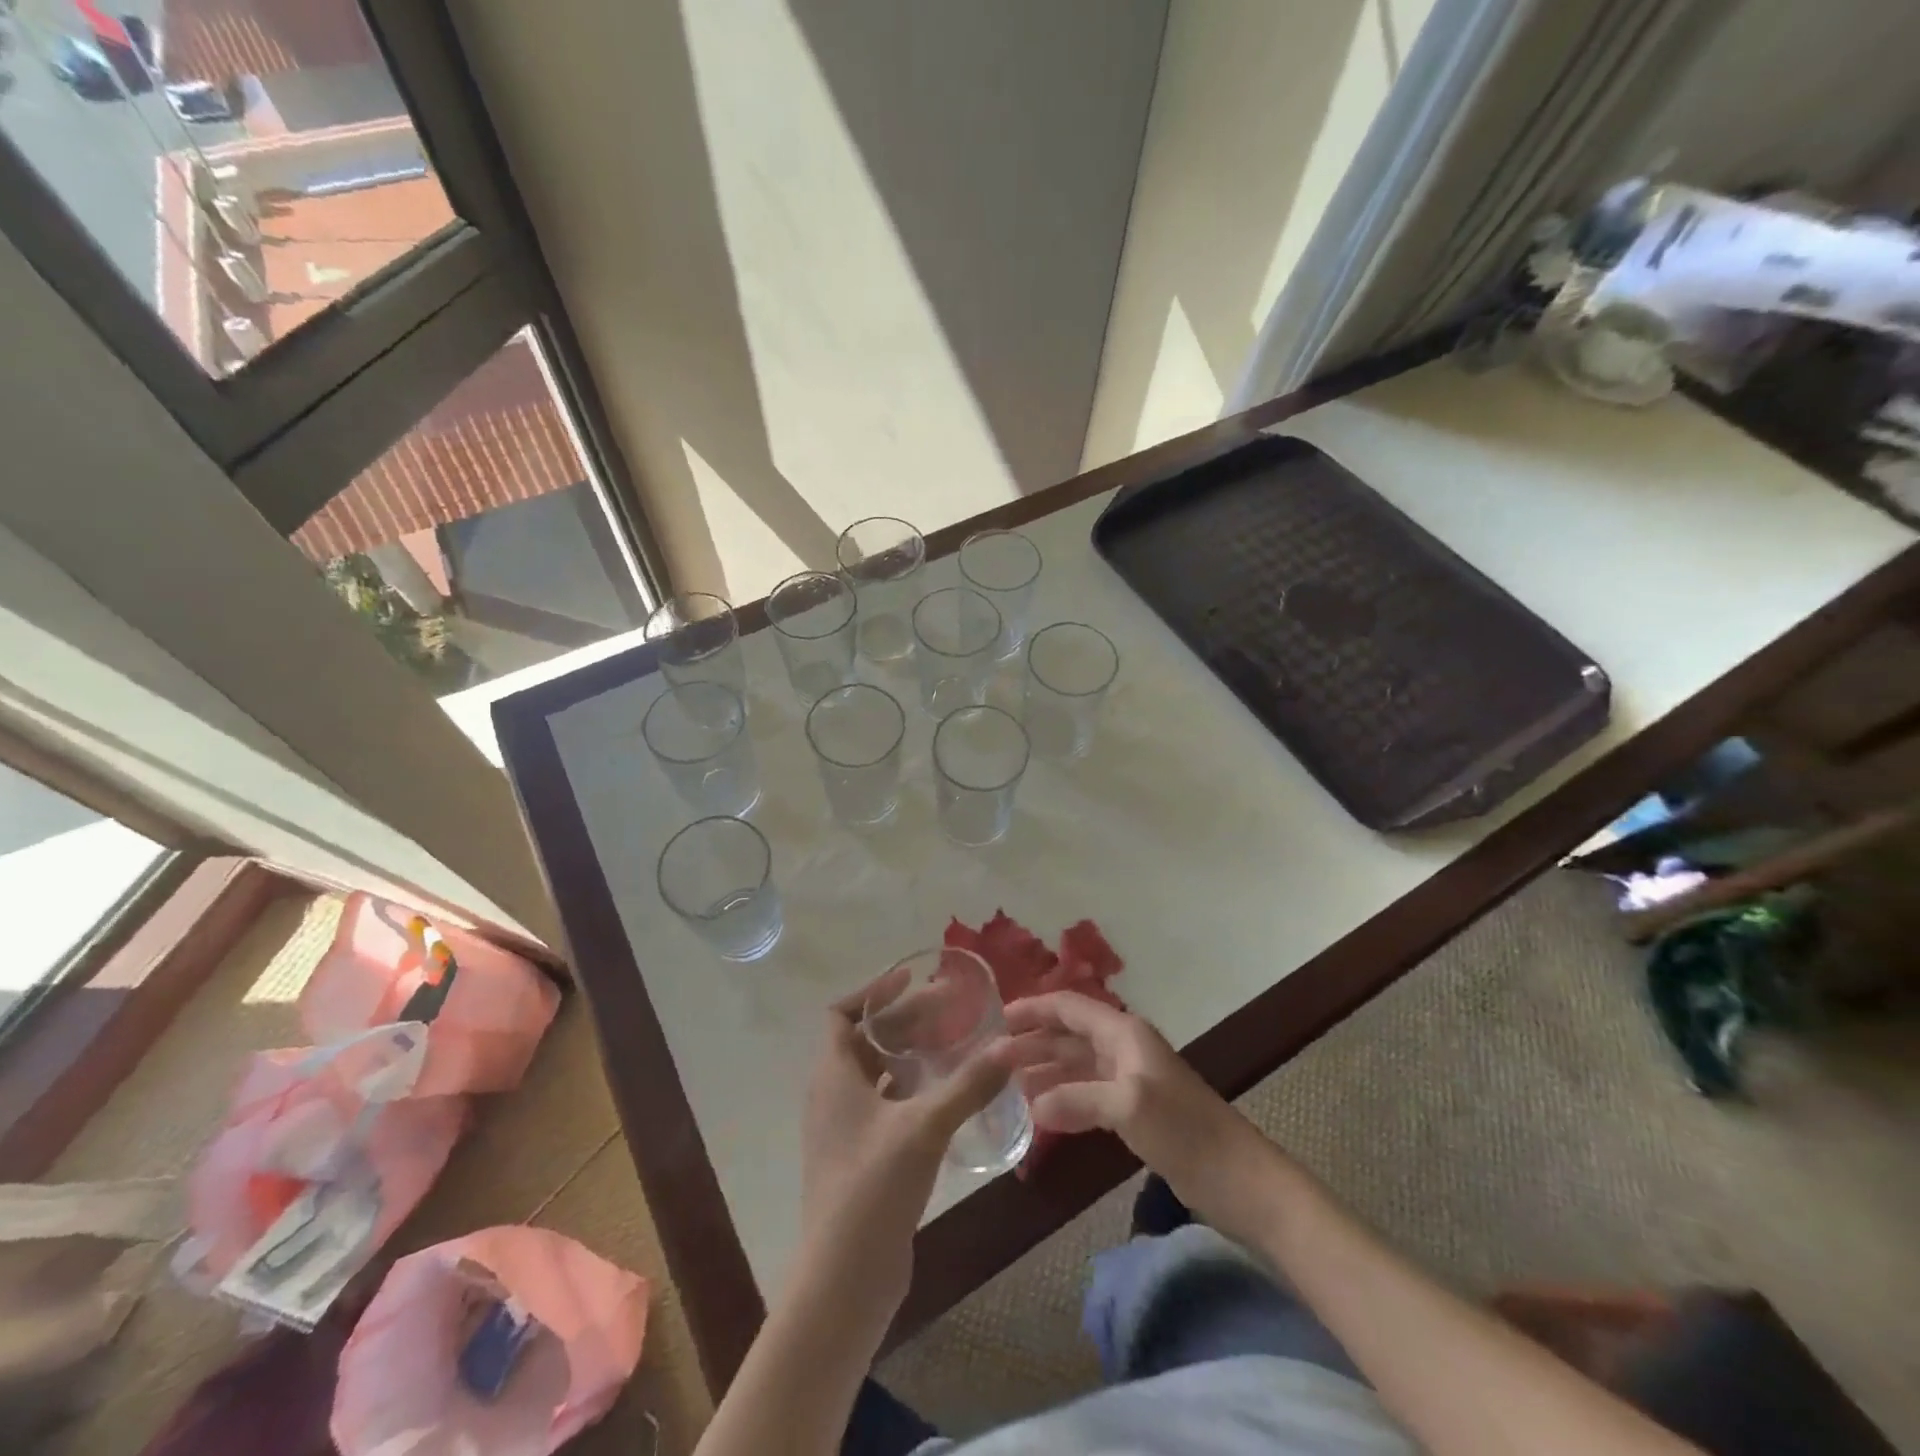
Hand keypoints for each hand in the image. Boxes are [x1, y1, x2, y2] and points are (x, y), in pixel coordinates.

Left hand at [795, 973, 1013, 1331]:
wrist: (844, 1279)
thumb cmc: (874, 1186)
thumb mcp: (925, 1127)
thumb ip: (969, 1085)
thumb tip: (1010, 1045)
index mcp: (832, 1075)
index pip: (841, 1013)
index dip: (873, 992)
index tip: (911, 979)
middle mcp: (831, 1095)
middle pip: (864, 1040)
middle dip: (904, 1021)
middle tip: (949, 1010)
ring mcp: (843, 1129)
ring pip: (874, 1073)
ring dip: (907, 1054)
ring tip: (950, 1044)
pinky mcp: (858, 1157)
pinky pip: (881, 1104)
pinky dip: (908, 1089)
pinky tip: (944, 1096)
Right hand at [1007, 992, 1256, 1222]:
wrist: (1241, 1179)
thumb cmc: (1185, 1131)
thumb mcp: (1128, 1107)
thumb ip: (1076, 1099)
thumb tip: (1032, 1105)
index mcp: (1124, 1033)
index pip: (1069, 1007)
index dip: (1034, 1009)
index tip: (997, 1019)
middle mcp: (1124, 1048)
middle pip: (1070, 1034)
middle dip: (1033, 1041)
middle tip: (993, 1058)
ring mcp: (1130, 1080)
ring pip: (1077, 1063)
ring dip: (1045, 1069)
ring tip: (1009, 1084)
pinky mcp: (1136, 1111)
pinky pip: (1088, 1092)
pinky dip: (1063, 1096)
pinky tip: (1042, 1112)